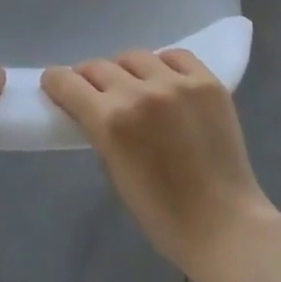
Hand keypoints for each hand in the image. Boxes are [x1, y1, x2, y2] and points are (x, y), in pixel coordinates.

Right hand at [43, 50, 278, 276]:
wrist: (224, 225)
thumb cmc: (162, 214)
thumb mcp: (114, 172)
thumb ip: (100, 131)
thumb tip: (91, 107)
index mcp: (111, 120)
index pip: (68, 82)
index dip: (56, 81)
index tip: (55, 84)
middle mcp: (140, 92)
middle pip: (99, 66)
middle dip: (89, 78)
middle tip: (94, 91)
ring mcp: (177, 83)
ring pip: (135, 56)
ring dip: (126, 70)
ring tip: (134, 85)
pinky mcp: (207, 81)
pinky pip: (175, 56)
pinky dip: (164, 65)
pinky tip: (166, 81)